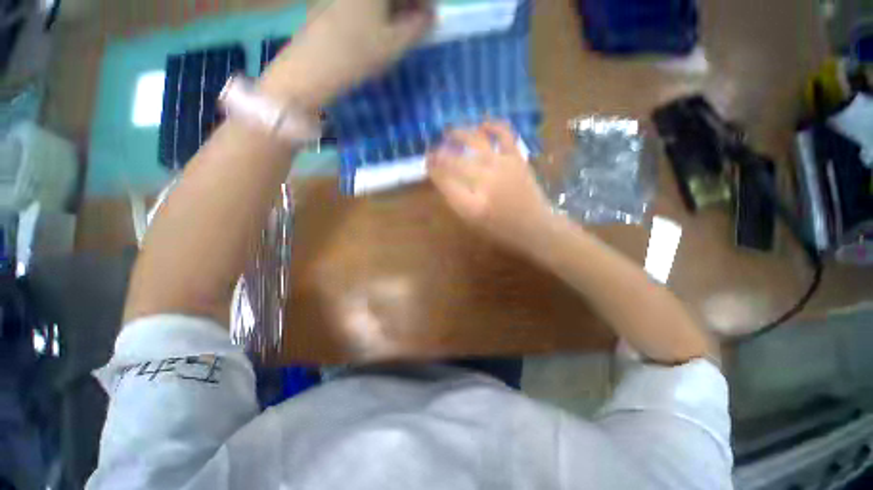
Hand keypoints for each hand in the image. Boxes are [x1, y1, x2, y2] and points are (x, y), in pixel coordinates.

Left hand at [260, 0, 432, 107]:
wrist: (312, 67)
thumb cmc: (357, 54)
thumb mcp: (394, 44)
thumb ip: (417, 27)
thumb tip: (429, 18)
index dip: (426, 2)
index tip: (432, 20)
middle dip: (410, 4)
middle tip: (418, 26)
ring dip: (394, 8)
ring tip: (401, 31)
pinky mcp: (332, 0)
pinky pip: (363, 1)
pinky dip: (378, 10)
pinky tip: (379, 28)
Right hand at [428, 122, 556, 254]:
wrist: (535, 227)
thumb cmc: (500, 228)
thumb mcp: (473, 221)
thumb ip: (456, 199)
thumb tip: (443, 177)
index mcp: (471, 204)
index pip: (445, 180)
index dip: (433, 168)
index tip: (426, 162)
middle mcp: (485, 181)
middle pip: (455, 161)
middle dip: (440, 154)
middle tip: (433, 151)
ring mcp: (503, 166)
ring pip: (475, 142)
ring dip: (459, 135)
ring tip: (449, 133)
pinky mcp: (517, 158)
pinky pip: (505, 134)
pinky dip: (493, 125)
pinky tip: (482, 125)